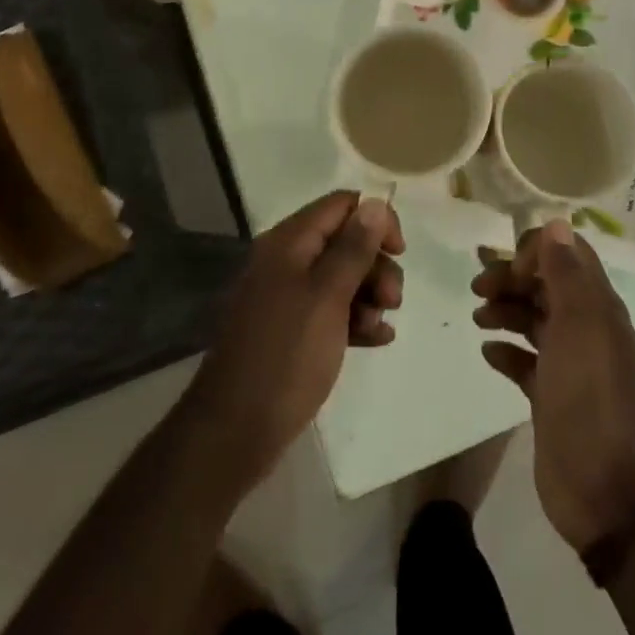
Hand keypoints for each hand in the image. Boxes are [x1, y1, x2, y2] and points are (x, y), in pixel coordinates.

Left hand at [187, 191, 403, 485]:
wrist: (235, 431)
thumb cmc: (285, 355)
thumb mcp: (327, 297)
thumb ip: (354, 248)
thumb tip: (376, 203)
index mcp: (289, 243)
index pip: (342, 205)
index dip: (375, 220)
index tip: (399, 252)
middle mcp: (286, 262)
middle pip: (345, 241)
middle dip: (376, 265)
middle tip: (392, 300)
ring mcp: (287, 298)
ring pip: (342, 278)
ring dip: (370, 296)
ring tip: (380, 326)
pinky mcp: (291, 331)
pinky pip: (332, 311)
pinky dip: (356, 320)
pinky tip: (378, 340)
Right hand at [474, 221, 634, 552]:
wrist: (604, 488)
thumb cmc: (589, 396)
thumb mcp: (579, 325)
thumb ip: (566, 274)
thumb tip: (556, 223)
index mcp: (598, 307)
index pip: (568, 256)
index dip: (536, 252)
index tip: (509, 270)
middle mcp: (587, 329)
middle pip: (546, 286)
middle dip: (512, 279)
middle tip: (476, 287)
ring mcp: (570, 365)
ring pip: (534, 321)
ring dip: (506, 311)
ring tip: (478, 316)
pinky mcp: (552, 397)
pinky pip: (525, 362)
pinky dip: (506, 351)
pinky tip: (487, 352)